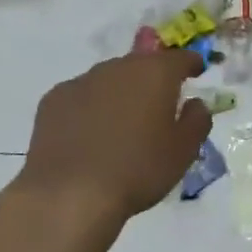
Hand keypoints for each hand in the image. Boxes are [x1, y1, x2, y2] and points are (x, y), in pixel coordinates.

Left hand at [12, 51, 212, 234]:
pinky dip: (91, 107)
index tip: (195, 71)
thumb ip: (197, 121)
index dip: (190, 63)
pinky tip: (89, 134)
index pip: (179, 57)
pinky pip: (82, 96)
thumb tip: (195, 103)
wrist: (70, 194)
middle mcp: (118, 67)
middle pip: (141, 64)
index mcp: (155, 73)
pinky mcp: (54, 100)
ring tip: (121, 123)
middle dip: (152, 79)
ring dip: (120, 93)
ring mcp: (82, 81)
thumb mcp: (183, 151)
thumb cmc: (138, 170)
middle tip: (157, 104)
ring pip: (110, 79)